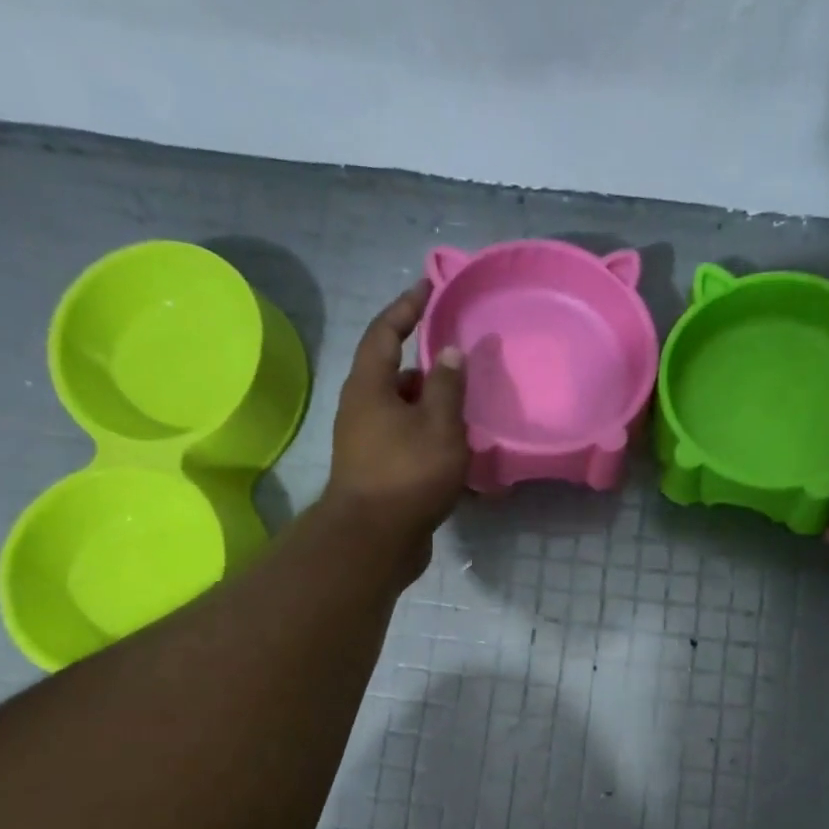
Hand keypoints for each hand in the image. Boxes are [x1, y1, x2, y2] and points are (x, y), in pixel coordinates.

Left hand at [321, 280, 469, 552]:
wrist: (374, 540)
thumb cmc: (407, 474)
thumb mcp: (438, 426)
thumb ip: (448, 386)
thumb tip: (449, 351)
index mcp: (369, 386)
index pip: (385, 332)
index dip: (407, 307)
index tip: (429, 288)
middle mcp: (362, 409)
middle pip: (394, 374)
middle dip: (426, 364)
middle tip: (459, 356)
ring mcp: (367, 443)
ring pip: (404, 411)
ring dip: (432, 405)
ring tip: (467, 405)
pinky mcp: (379, 472)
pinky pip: (408, 441)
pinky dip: (430, 437)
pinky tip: (458, 448)